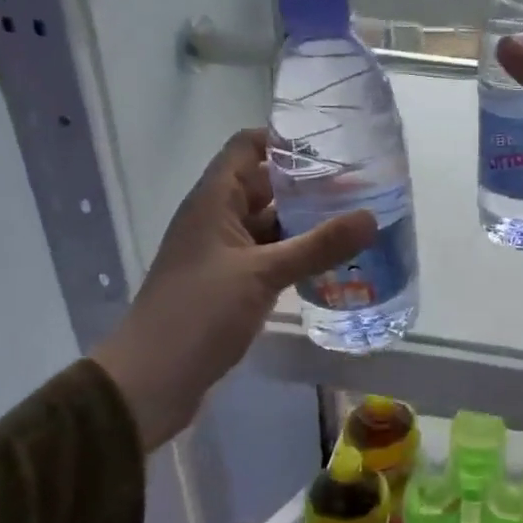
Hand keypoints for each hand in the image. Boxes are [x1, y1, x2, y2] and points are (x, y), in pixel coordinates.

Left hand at [91, 129, 376, 449]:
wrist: (149, 382)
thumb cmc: (198, 314)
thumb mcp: (263, 274)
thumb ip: (318, 246)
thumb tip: (372, 217)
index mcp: (214, 201)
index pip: (246, 146)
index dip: (284, 139)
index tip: (332, 143)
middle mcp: (217, 218)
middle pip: (264, 184)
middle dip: (308, 183)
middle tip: (361, 183)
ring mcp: (224, 253)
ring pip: (270, 223)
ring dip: (306, 220)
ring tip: (356, 218)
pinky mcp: (231, 283)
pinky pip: (270, 255)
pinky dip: (297, 253)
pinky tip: (332, 260)